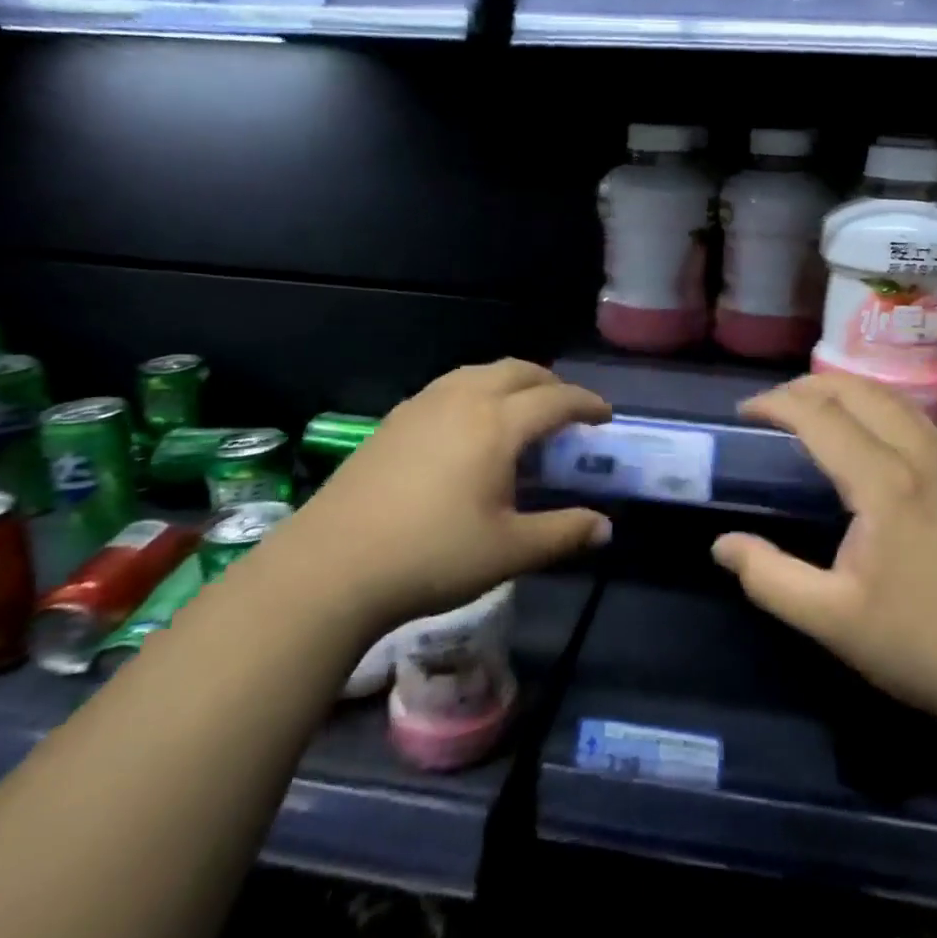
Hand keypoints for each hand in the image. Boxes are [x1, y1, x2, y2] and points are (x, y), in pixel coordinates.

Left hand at [281, 360, 611, 625]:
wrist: (331, 566)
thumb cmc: (432, 556)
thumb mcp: (510, 551)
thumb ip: (564, 533)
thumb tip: (605, 527)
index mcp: (496, 424)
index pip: (555, 399)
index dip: (586, 403)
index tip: (604, 416)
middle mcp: (462, 399)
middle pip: (518, 370)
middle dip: (551, 383)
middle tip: (567, 409)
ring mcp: (422, 405)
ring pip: (479, 372)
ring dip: (512, 382)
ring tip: (521, 411)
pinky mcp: (393, 420)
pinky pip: (450, 387)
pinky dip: (477, 391)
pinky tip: (469, 427)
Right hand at [712, 374, 936, 734]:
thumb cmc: (926, 645)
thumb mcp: (833, 621)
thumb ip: (771, 579)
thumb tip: (722, 545)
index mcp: (884, 481)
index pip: (820, 415)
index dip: (776, 404)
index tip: (744, 412)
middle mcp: (920, 455)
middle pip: (859, 390)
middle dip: (809, 386)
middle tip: (773, 405)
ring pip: (894, 398)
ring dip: (847, 391)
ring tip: (814, 409)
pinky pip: (916, 418)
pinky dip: (878, 407)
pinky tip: (870, 437)